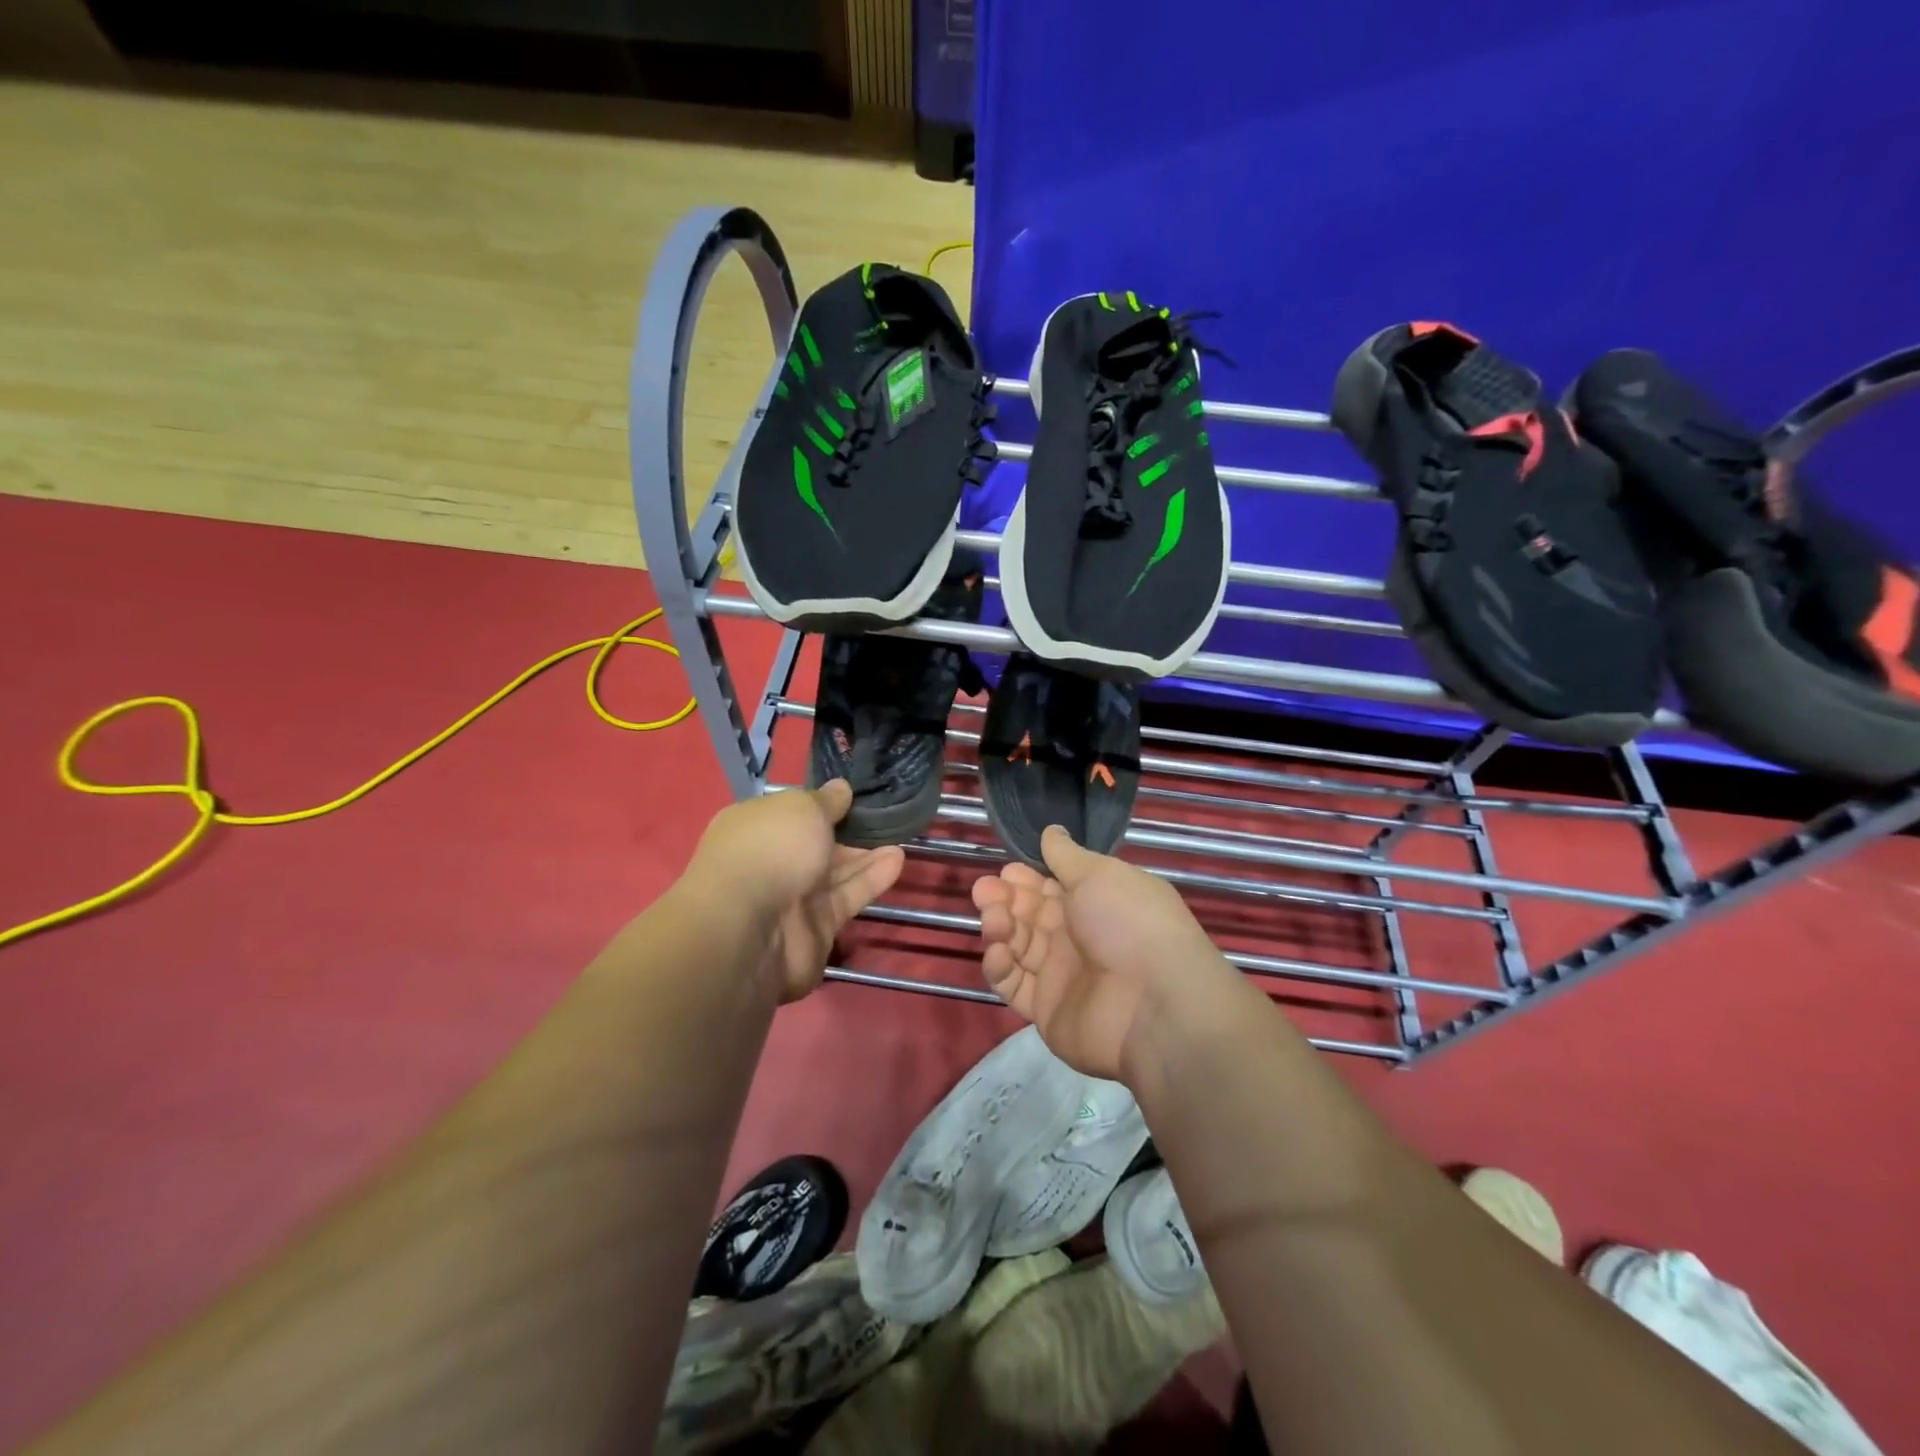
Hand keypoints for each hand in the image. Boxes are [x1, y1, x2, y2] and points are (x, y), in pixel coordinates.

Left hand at [687, 781, 903, 1002]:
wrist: (752, 928)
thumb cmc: (771, 849)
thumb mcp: (803, 808)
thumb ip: (827, 800)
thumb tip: (841, 789)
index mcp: (755, 826)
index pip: (791, 812)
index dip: (821, 804)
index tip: (854, 796)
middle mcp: (770, 860)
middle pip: (815, 843)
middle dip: (848, 831)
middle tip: (885, 817)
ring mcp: (791, 897)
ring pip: (834, 872)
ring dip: (866, 855)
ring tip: (901, 836)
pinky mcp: (816, 928)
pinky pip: (846, 897)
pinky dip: (870, 880)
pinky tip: (897, 860)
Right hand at [970, 825, 1229, 1079]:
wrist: (1153, 1004)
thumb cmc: (1128, 923)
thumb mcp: (1099, 874)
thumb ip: (1067, 855)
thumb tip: (1051, 831)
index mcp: (1095, 903)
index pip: (1051, 887)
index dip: (1026, 877)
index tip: (1006, 870)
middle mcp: (1078, 937)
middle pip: (1030, 915)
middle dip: (1005, 899)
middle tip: (985, 891)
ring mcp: (1061, 975)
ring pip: (1017, 946)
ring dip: (1000, 928)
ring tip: (995, 920)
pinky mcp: (1046, 1009)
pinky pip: (1014, 985)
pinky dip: (1000, 967)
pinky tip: (998, 952)